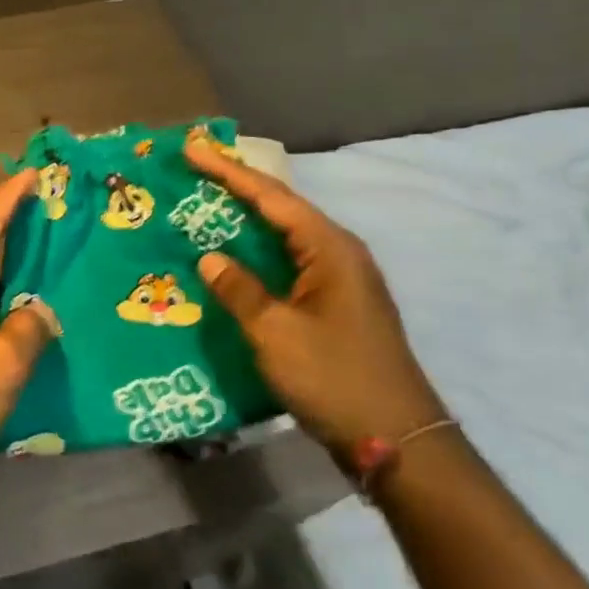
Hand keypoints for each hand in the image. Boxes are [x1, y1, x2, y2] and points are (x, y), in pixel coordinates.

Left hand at [0, 170, 56, 497]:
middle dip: (5, 215)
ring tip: (45, 246)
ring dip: (5, 259)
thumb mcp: (0, 365)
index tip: (35, 173)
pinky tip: (26, 306)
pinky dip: (0, 296)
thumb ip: (29, 329)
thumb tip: (41, 312)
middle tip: (43, 197)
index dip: (10, 196)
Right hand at [185, 131, 445, 455]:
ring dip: (244, 221)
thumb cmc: (333, 378)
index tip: (192, 149)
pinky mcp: (333, 306)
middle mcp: (338, 254)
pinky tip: (231, 260)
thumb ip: (239, 290)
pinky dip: (255, 254)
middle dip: (236, 188)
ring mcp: (339, 281)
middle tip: (194, 170)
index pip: (271, 198)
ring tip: (203, 205)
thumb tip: (209, 258)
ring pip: (283, 237)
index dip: (228, 172)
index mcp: (329, 249)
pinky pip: (286, 264)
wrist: (396, 439)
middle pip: (280, 209)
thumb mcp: (275, 332)